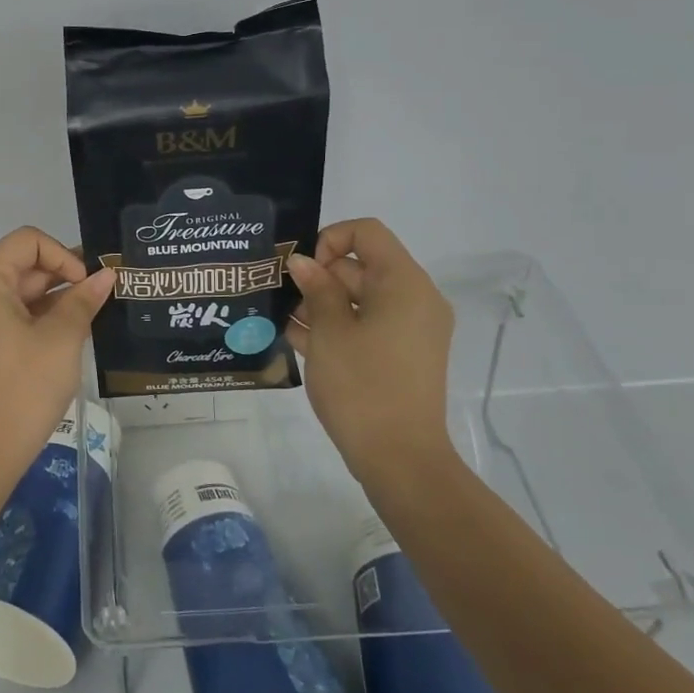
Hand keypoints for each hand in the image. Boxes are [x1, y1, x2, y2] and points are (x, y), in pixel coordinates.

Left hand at [0, 227, 115, 473]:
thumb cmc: (23, 388)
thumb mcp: (61, 339)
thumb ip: (83, 300)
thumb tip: (107, 275)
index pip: (28, 241)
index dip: (62, 254)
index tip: (87, 284)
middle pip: (24, 265)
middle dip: (64, 275)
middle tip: (103, 295)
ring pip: (22, 292)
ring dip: (57, 298)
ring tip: (94, 314)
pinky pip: (14, 315)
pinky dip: (42, 318)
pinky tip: (73, 333)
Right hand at [285, 218, 456, 481]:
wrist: (400, 460)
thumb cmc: (362, 385)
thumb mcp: (329, 331)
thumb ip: (316, 288)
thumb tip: (302, 262)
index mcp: (404, 283)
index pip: (367, 232)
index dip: (329, 240)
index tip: (303, 271)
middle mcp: (414, 299)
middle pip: (361, 266)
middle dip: (318, 277)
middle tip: (280, 296)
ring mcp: (410, 330)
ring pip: (360, 299)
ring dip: (321, 304)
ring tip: (281, 319)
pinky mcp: (401, 356)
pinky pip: (367, 326)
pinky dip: (336, 327)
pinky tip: (296, 339)